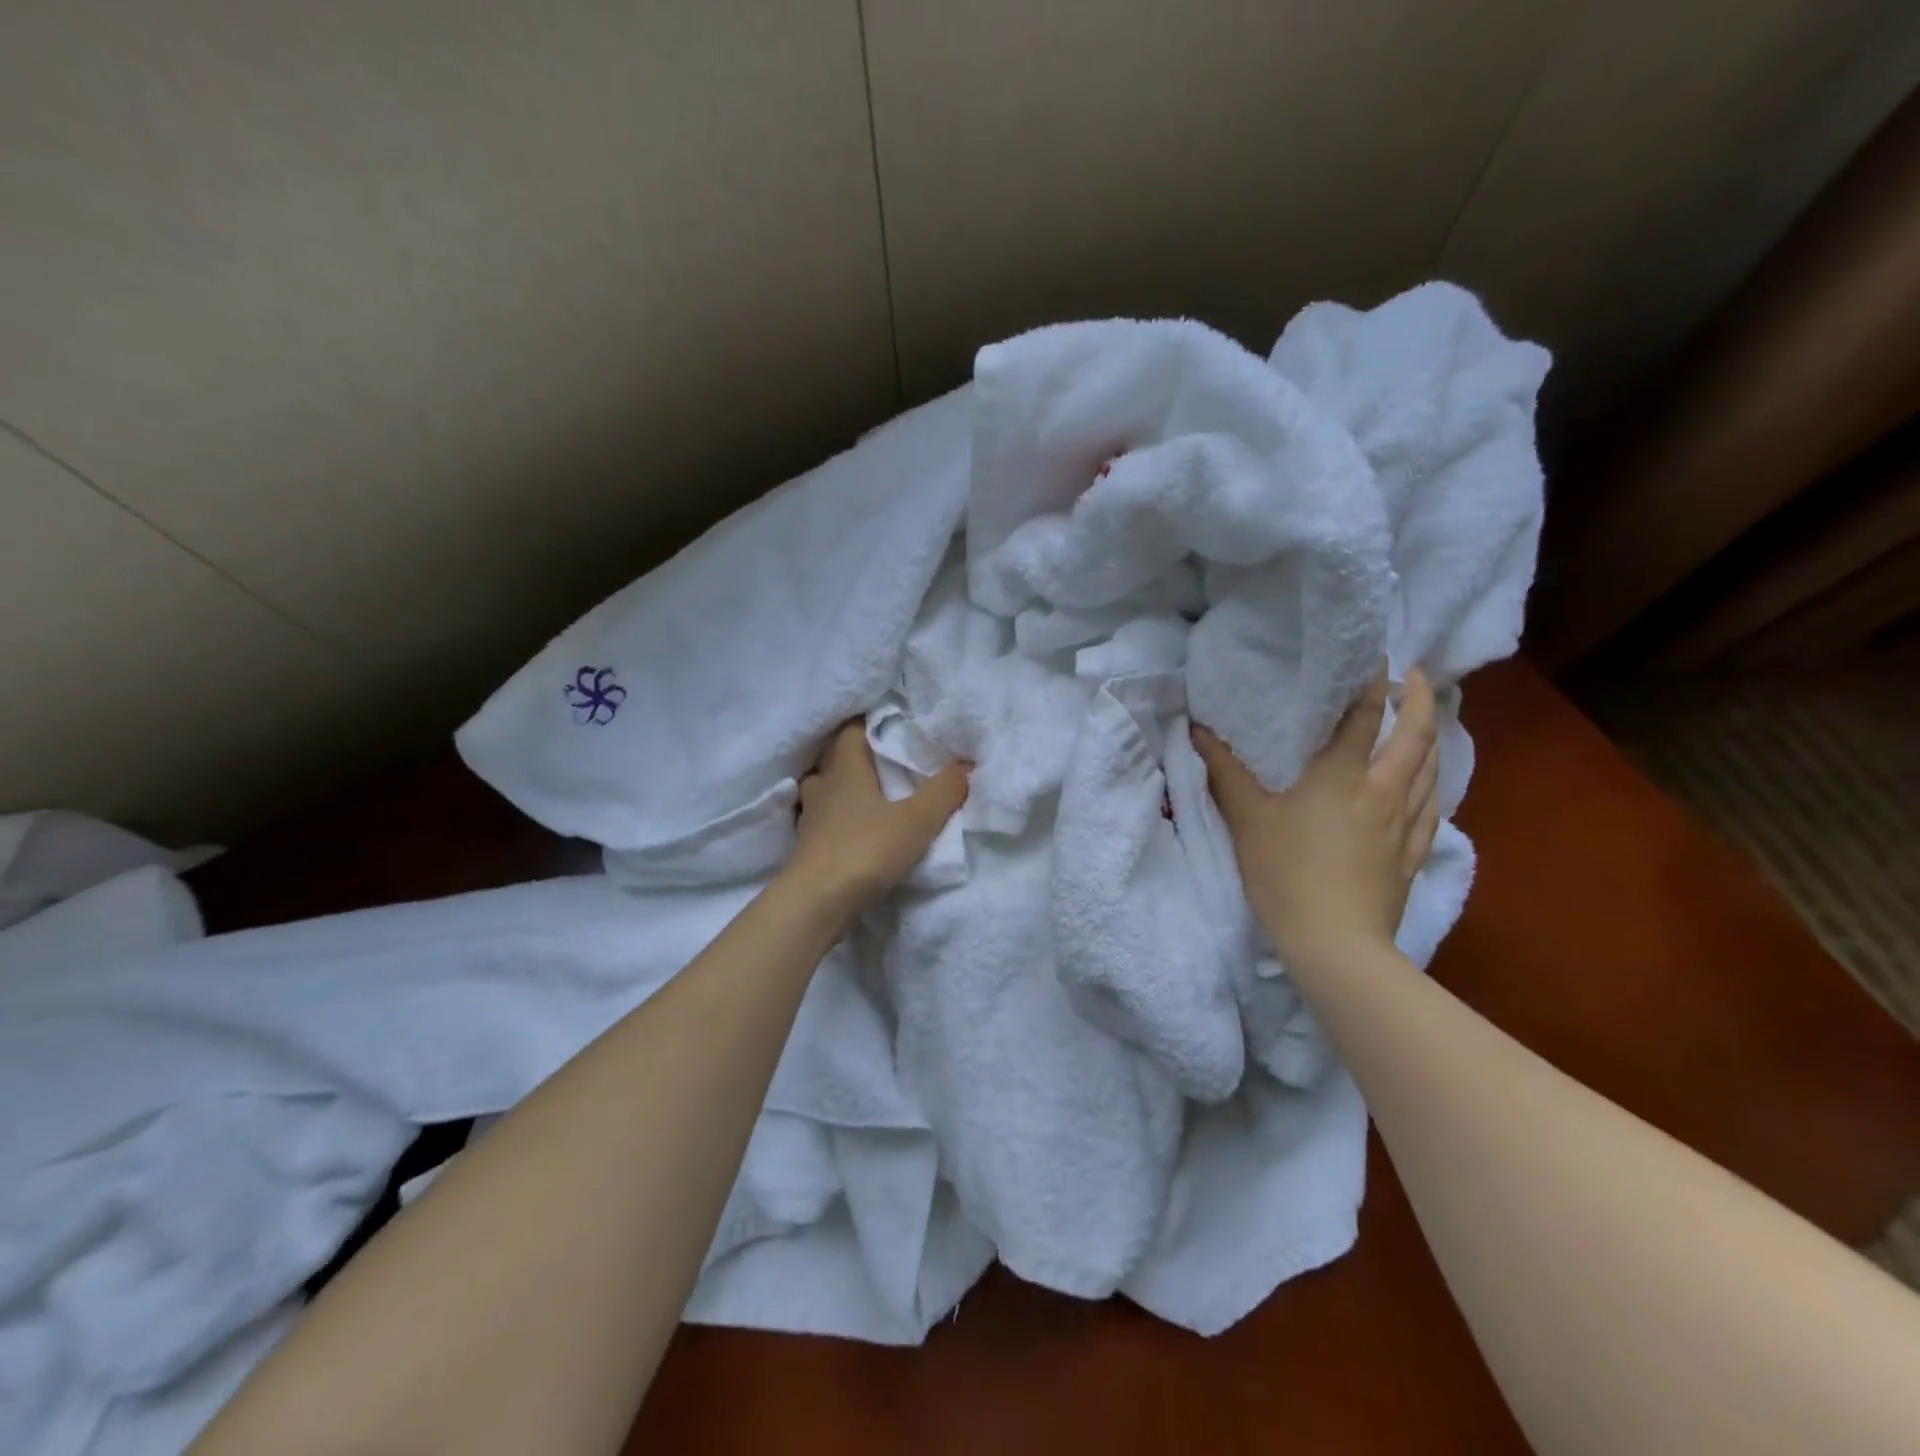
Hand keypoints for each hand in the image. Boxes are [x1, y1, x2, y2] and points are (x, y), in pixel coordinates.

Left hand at [787, 722, 970, 912]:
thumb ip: (944, 790)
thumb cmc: (866, 849)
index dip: (869, 725)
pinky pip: (822, 823)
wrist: (817, 902)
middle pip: (834, 760)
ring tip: (868, 797)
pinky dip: (836, 822)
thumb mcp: (917, 820)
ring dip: (841, 791)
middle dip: (856, 758)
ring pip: (823, 792)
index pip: (850, 732)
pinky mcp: (805, 848)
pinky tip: (852, 831)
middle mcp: (823, 787)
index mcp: (845, 770)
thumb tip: (967, 763)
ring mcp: (809, 819)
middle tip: (884, 762)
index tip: (893, 726)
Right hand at [1192, 667, 1440, 968]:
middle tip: (1414, 676)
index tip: (1381, 659)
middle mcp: (1384, 790)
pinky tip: (1429, 786)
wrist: (1335, 942)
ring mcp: (1405, 824)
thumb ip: (1224, 770)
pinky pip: (1433, 808)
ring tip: (1424, 723)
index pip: (1366, 716)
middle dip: (1419, 700)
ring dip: (1431, 739)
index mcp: (1343, 775)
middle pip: (1416, 736)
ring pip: (1432, 770)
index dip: (1376, 684)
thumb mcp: (1246, 817)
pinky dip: (1434, 784)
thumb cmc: (1286, 872)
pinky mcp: (1412, 855)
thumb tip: (1198, 730)